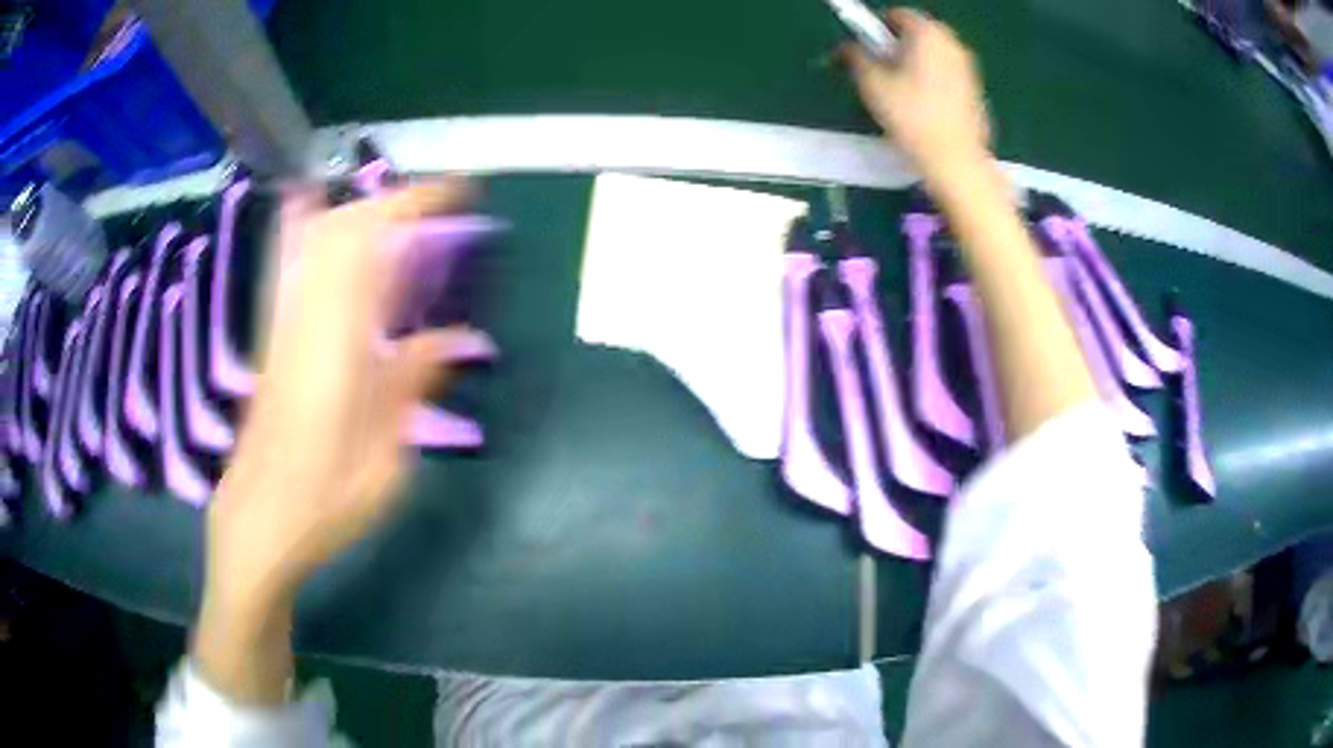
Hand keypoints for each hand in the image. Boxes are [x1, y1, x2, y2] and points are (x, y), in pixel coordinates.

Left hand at [194, 180, 475, 703]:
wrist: (253, 526)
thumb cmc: (321, 508)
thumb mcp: (384, 465)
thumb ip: (411, 389)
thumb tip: (449, 338)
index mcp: (335, 348)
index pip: (367, 246)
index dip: (411, 206)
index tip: (454, 194)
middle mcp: (304, 322)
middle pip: (339, 229)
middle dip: (391, 204)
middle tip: (436, 212)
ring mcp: (282, 328)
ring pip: (314, 242)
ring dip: (361, 216)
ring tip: (402, 223)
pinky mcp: (273, 340)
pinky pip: (297, 268)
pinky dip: (321, 237)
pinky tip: (335, 233)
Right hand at [843, 9, 991, 181]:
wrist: (955, 161)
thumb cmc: (912, 117)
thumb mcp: (871, 84)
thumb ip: (855, 56)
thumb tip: (846, 47)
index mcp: (927, 33)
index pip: (896, 14)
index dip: (875, 27)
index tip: (864, 47)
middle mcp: (952, 43)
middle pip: (917, 33)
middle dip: (896, 45)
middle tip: (879, 69)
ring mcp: (967, 67)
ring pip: (932, 54)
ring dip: (914, 62)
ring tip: (898, 90)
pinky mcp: (975, 90)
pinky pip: (946, 73)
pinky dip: (931, 80)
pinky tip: (921, 106)